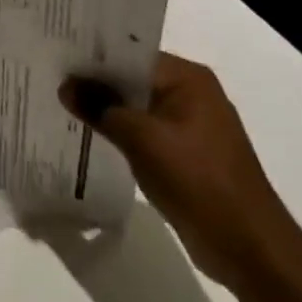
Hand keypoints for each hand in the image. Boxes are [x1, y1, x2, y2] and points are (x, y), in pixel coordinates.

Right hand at [61, 53, 296, 294]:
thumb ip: (101, 108)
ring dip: (107, 110)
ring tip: (62, 105)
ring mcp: (191, 126)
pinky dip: (122, 134)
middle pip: (134, 79)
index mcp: (188, 78)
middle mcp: (192, 93)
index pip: (131, 54)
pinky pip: (146, 133)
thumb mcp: (142, 140)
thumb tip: (65, 85)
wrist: (249, 248)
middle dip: (97, 84)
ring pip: (138, 108)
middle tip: (52, 79)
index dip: (94, 57)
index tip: (58, 57)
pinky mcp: (187, 155)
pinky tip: (90, 137)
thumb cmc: (198, 181)